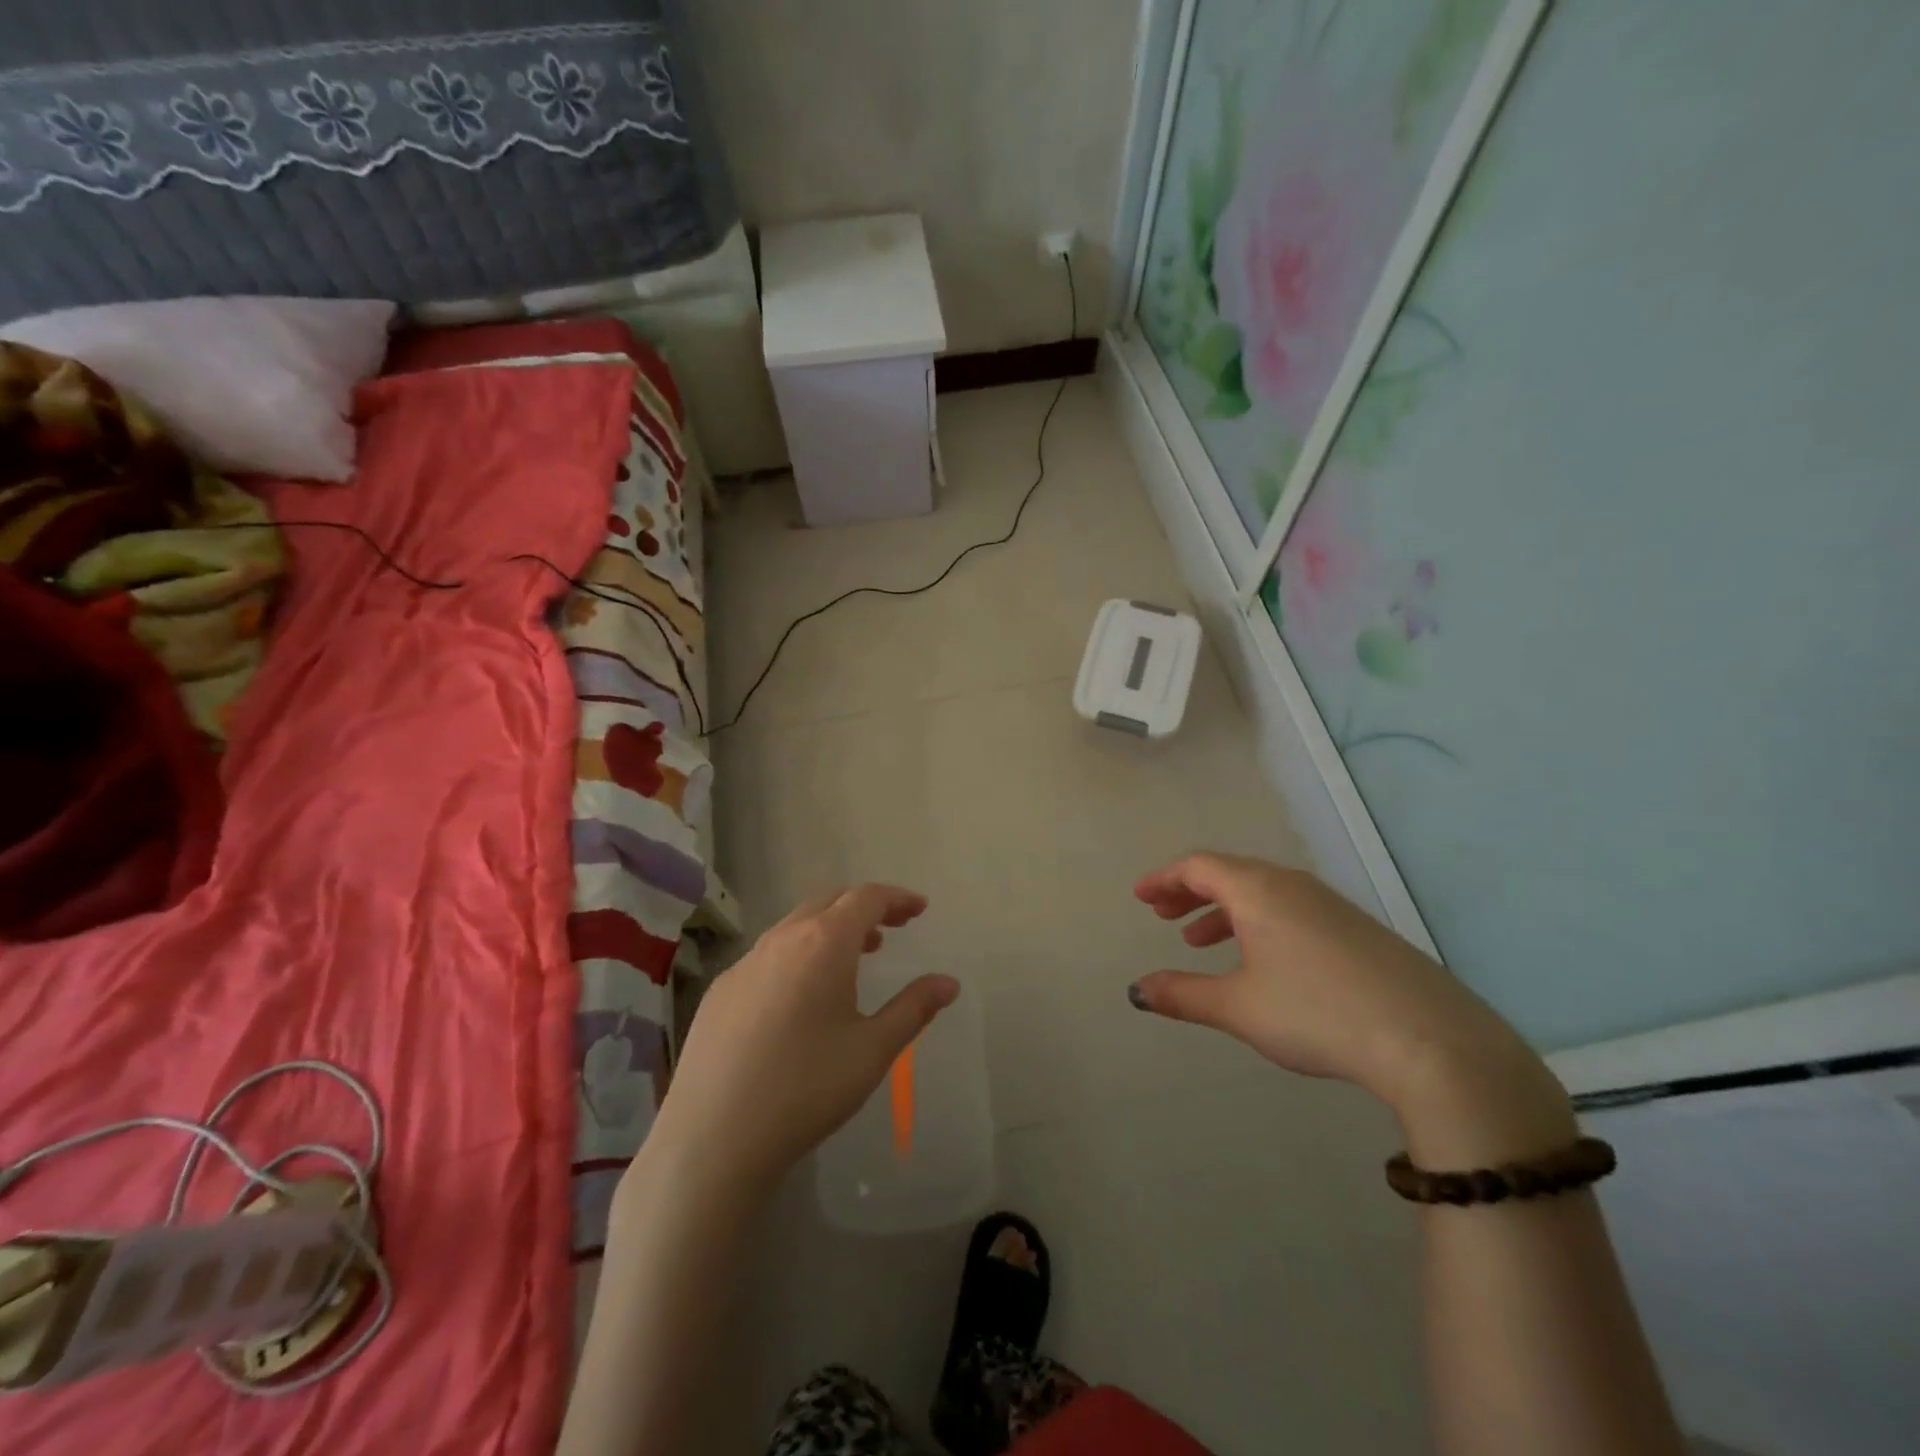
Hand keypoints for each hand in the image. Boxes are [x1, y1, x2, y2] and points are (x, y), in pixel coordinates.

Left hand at [646, 884, 958, 1201]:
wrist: (712, 1138)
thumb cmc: (806, 1089)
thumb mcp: (873, 1050)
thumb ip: (914, 1008)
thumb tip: (949, 983)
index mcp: (824, 943)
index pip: (866, 898)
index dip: (897, 898)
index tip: (919, 909)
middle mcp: (782, 939)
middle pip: (829, 902)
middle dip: (865, 907)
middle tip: (893, 928)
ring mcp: (744, 963)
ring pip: (795, 925)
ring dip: (830, 929)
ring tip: (856, 956)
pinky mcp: (720, 990)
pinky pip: (768, 954)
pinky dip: (798, 953)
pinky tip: (802, 995)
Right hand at [1131, 854, 1571, 1161]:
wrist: (1431, 1041)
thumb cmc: (1317, 1014)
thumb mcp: (1238, 1007)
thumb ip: (1183, 994)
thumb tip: (1137, 990)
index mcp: (1259, 891)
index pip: (1199, 866)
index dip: (1164, 879)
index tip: (1141, 897)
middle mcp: (1293, 885)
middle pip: (1229, 874)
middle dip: (1190, 893)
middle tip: (1163, 915)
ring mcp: (1331, 905)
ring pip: (1262, 893)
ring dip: (1224, 910)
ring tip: (1200, 942)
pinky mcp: (1358, 930)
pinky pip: (1290, 910)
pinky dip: (1258, 923)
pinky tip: (1261, 962)